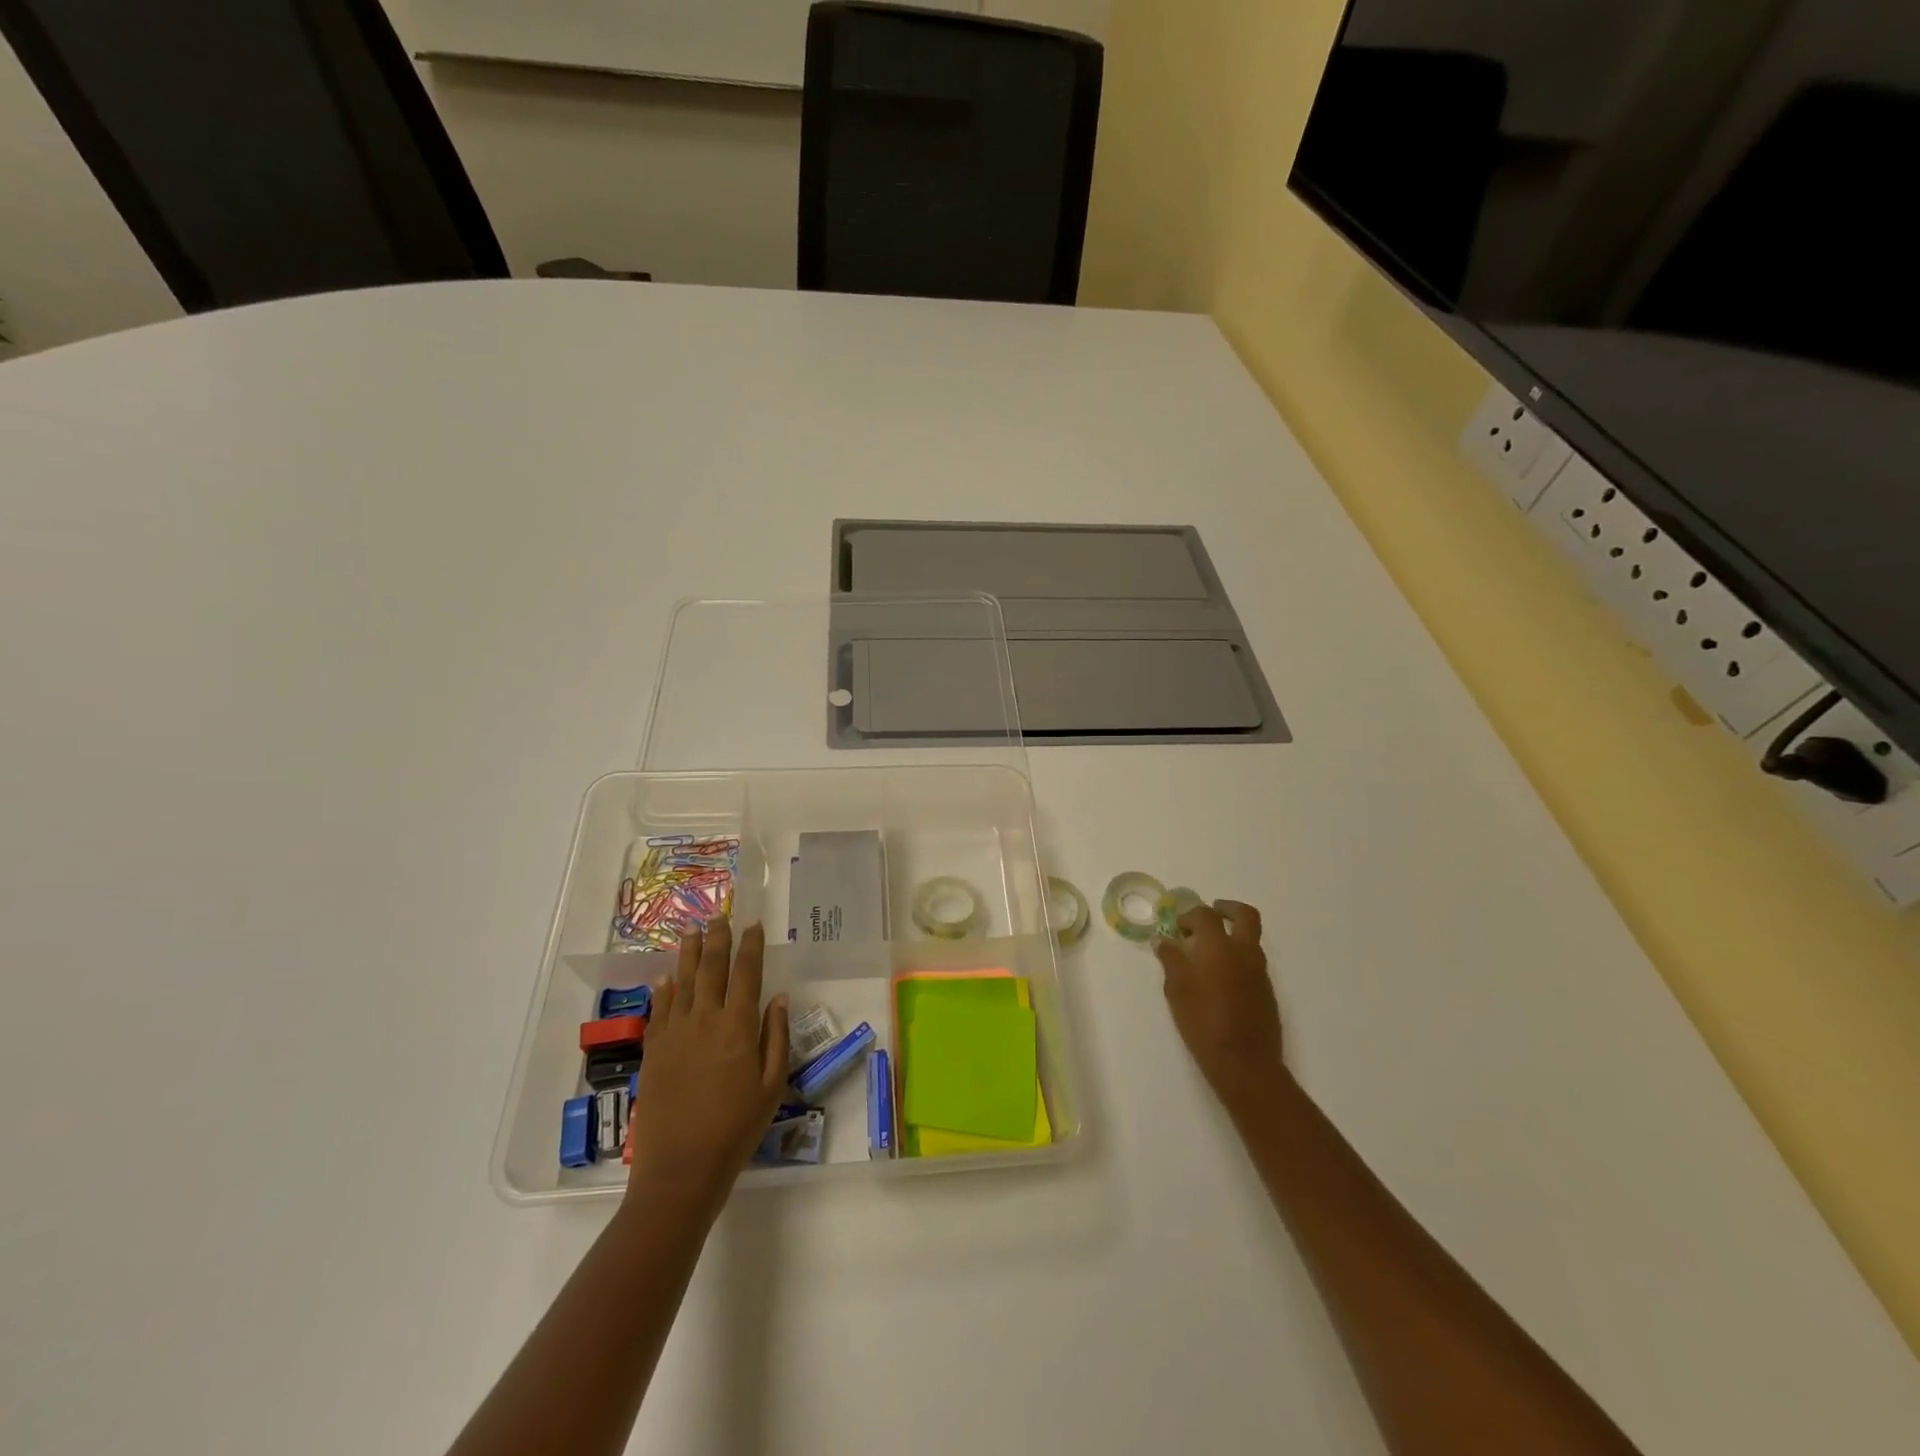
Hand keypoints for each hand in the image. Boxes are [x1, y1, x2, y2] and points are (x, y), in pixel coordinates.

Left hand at [625, 916, 790, 1209]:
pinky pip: (659, 1009)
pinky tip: (666, 977)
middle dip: (717, 939)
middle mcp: (704, 1019)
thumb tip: (778, 998)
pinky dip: (664, 989)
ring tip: (691, 931)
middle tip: (719, 916)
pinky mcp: (654, 1050)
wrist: (681, 1168)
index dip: (750, 946)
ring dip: (687, 954)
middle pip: (711, 968)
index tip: (753, 925)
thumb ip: (776, 1037)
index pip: (746, 973)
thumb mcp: (772, 1085)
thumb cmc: (736, 1128)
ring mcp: (674, 1033)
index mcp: (737, 1026)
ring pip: (682, 982)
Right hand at [1155, 901, 1284, 1118]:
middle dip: (1227, 909)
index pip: (1206, 915)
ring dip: (1232, 935)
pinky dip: (1237, 957)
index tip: (1177, 926)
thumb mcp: (1177, 990)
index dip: (1189, 915)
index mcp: (1219, 947)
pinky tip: (1219, 978)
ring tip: (1208, 952)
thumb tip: (1164, 940)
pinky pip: (1252, 961)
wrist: (1245, 1063)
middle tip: (1211, 914)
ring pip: (1250, 939)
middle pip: (1245, 915)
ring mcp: (1260, 971)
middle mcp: (1244, 952)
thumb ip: (1171, 960)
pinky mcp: (1266, 990)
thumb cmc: (1203, 1023)